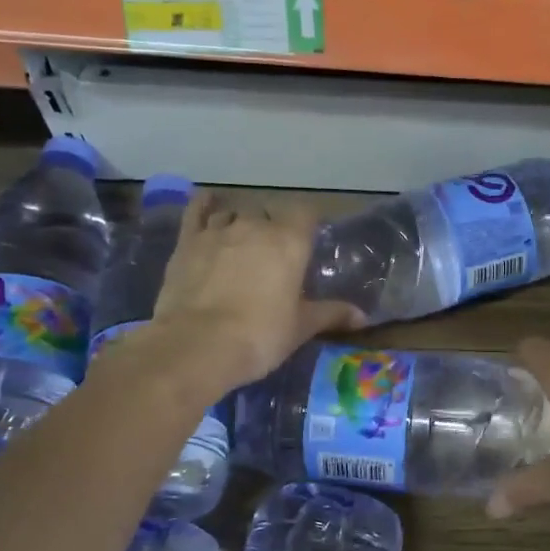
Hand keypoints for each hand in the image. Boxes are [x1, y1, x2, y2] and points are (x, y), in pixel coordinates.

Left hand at [149, 193, 362, 392]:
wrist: (198, 345)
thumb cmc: (260, 335)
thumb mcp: (301, 327)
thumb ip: (331, 314)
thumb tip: (362, 316)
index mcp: (289, 242)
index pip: (306, 213)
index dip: (308, 224)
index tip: (308, 240)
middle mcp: (255, 226)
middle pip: (268, 214)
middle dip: (272, 228)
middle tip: (273, 256)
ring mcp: (217, 231)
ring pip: (233, 213)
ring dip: (240, 223)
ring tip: (241, 244)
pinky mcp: (186, 242)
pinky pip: (196, 212)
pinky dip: (204, 206)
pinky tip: (207, 205)